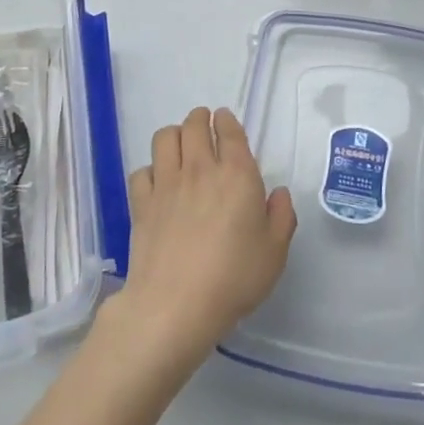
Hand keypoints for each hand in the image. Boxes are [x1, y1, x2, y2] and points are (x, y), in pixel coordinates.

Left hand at [111, 107, 295, 370]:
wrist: (176, 305)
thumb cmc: (234, 278)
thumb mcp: (275, 252)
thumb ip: (282, 216)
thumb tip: (278, 193)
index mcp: (237, 174)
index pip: (229, 130)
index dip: (227, 120)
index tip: (225, 121)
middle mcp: (200, 168)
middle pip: (194, 124)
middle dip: (200, 119)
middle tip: (204, 127)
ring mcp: (166, 183)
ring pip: (164, 137)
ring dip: (174, 134)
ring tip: (180, 146)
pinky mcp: (141, 202)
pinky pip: (141, 170)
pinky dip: (150, 171)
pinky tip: (157, 184)